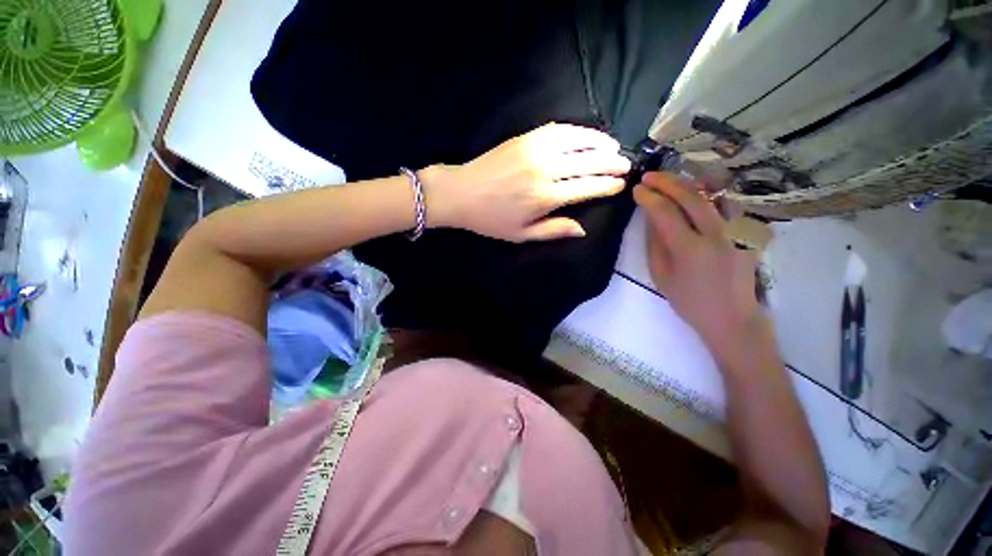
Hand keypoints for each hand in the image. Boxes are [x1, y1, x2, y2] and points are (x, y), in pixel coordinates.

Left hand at [421, 123, 630, 241]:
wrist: (460, 192)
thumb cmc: (491, 219)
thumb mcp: (522, 234)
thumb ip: (555, 230)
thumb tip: (584, 229)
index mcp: (546, 197)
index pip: (588, 187)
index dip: (609, 185)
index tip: (622, 184)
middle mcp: (545, 170)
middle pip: (588, 162)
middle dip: (611, 162)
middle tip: (626, 164)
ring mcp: (535, 149)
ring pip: (577, 141)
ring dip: (599, 142)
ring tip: (613, 145)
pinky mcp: (526, 137)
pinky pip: (558, 129)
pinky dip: (577, 130)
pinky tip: (588, 134)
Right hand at [633, 172, 768, 357]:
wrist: (733, 319)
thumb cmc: (694, 305)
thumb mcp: (664, 281)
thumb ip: (655, 245)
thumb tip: (650, 215)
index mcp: (691, 251)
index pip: (665, 211)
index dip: (649, 196)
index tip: (638, 190)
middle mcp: (715, 235)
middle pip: (689, 195)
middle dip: (666, 181)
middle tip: (650, 176)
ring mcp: (733, 231)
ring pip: (710, 194)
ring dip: (688, 183)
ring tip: (672, 180)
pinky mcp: (745, 232)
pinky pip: (725, 204)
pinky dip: (709, 195)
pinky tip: (698, 193)